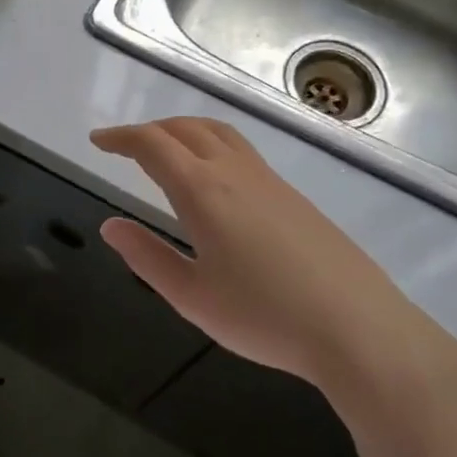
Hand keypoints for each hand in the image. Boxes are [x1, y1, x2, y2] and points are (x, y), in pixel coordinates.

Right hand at [91, 118, 456, 456]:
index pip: (152, 146)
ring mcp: (270, 180)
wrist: (358, 327)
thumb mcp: (192, 296)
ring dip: (184, 131)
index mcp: (202, 192)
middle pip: (186, 128)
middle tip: (124, 146)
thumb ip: (147, 257)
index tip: (98, 142)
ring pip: (219, 133)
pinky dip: (212, 146)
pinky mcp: (294, 195)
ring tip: (166, 151)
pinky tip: (213, 180)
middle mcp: (235, 173)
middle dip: (149, 130)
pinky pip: (243, 151)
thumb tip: (110, 226)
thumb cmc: (264, 317)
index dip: (120, 138)